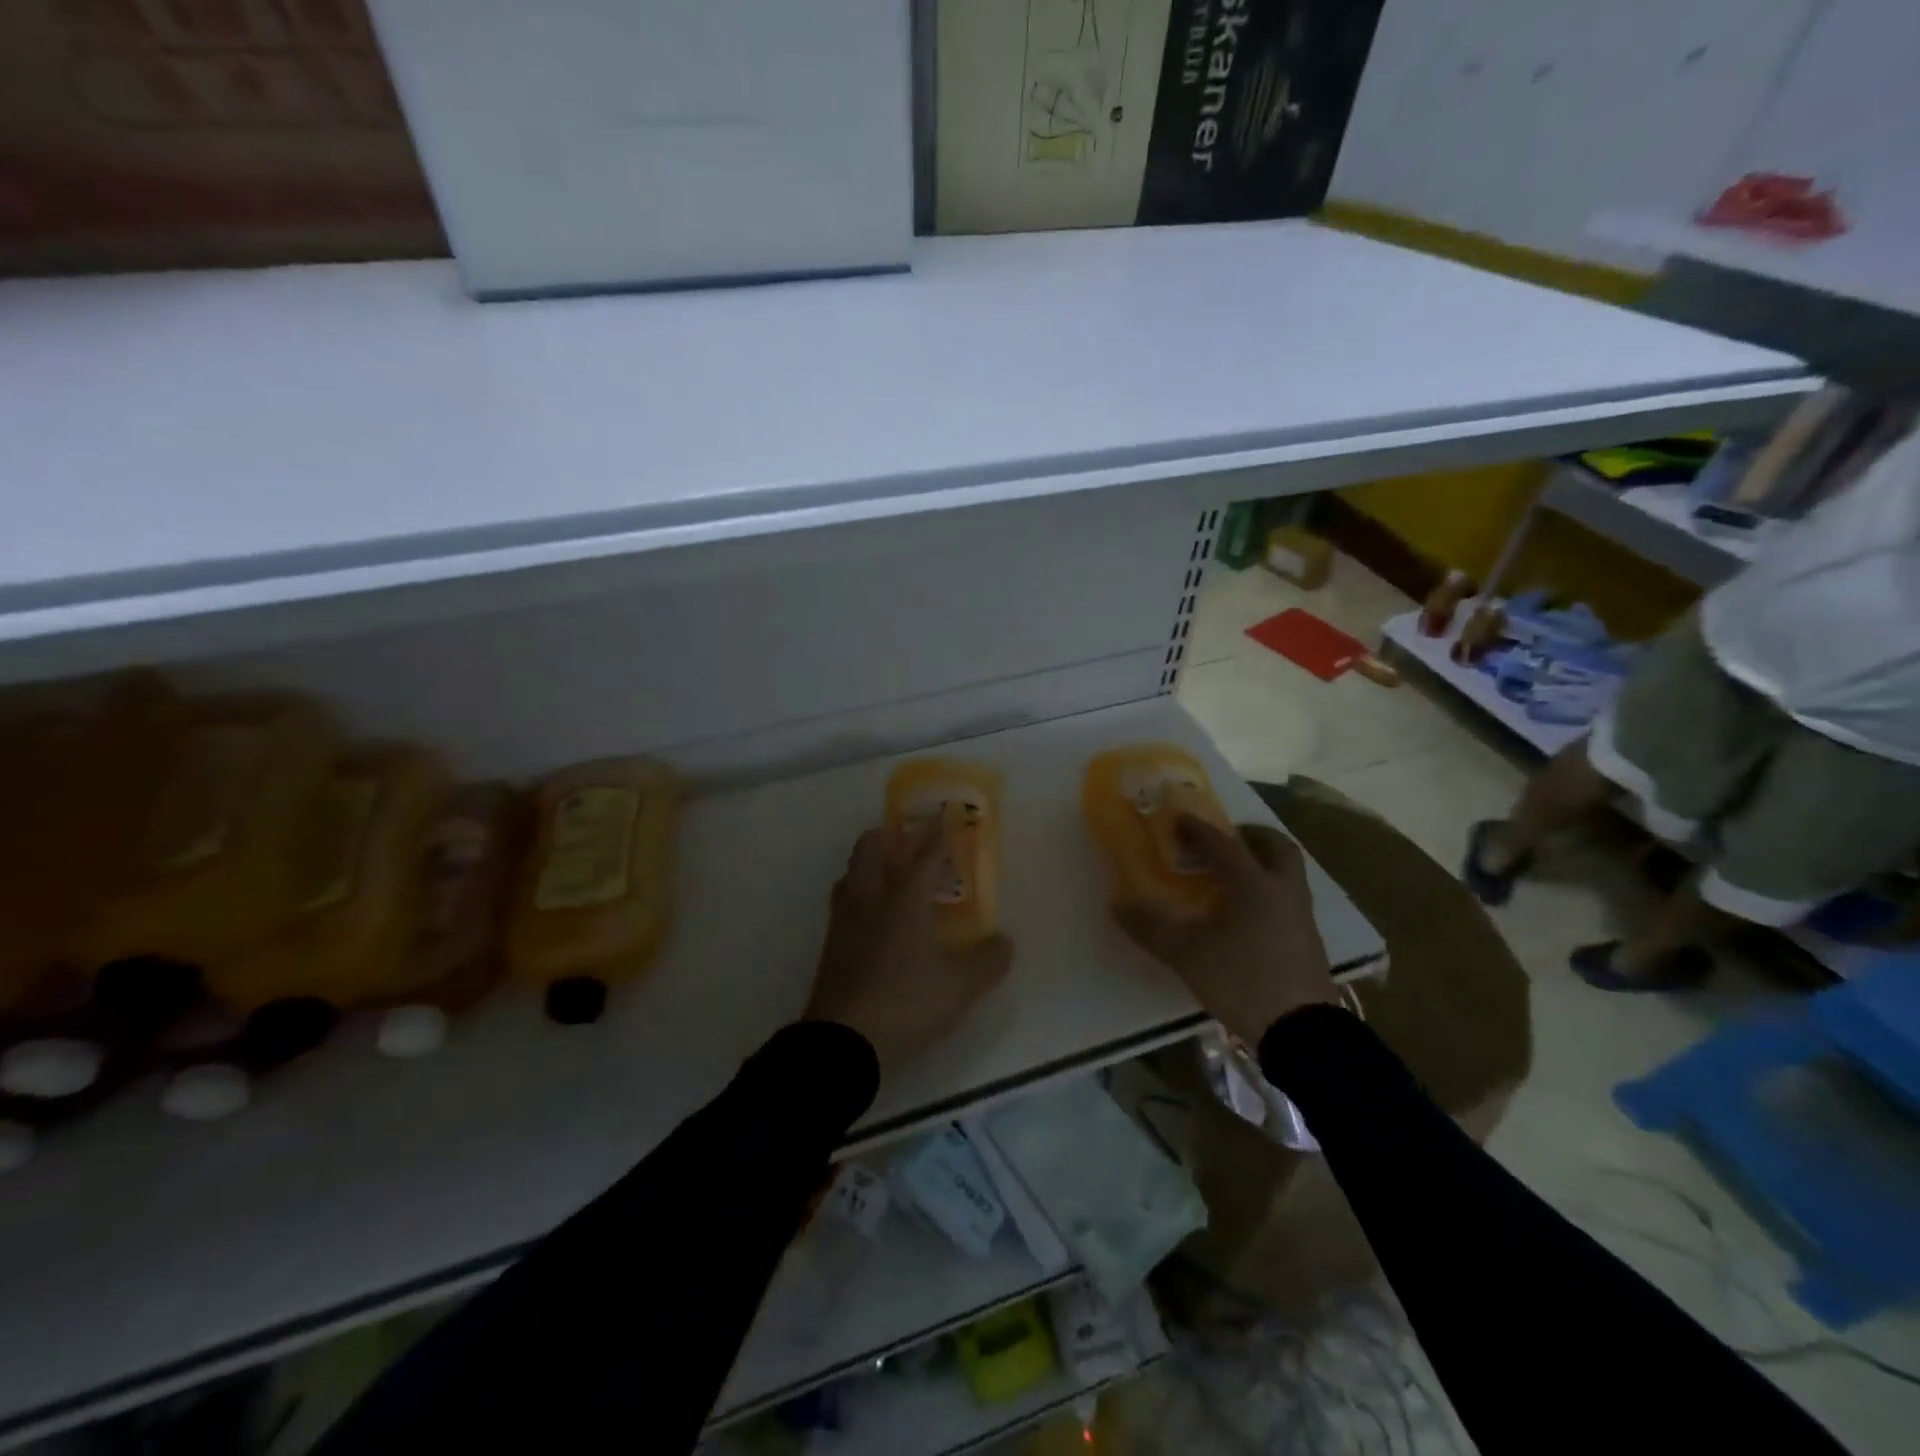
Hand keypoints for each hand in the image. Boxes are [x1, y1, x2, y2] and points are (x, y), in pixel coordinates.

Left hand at [805, 822, 1011, 1071]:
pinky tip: (871, 913)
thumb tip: (1004, 942)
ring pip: (852, 871)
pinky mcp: (831, 942)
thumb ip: (989, 960)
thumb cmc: (907, 1001)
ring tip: (888, 870)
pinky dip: (859, 891)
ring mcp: (845, 918)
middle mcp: (872, 897)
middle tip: (908, 838)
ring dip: (870, 861)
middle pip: (871, 848)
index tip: (948, 814)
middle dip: (890, 835)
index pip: (926, 854)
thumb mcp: (961, 986)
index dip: (939, 832)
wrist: (844, 1039)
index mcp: (905, 898)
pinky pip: (844, 899)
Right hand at [1114, 815, 1338, 1044]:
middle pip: (1276, 847)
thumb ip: (1152, 928)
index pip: (1223, 844)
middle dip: (1250, 836)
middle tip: (1224, 840)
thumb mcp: (1188, 956)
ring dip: (1262, 863)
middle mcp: (1283, 890)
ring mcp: (1301, 915)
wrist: (1302, 1032)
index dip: (1198, 829)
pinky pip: (1288, 897)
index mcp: (1255, 884)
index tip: (1178, 819)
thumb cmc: (1244, 980)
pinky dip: (1267, 890)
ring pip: (1286, 873)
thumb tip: (1118, 905)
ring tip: (1230, 877)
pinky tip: (1245, 913)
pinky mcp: (1308, 940)